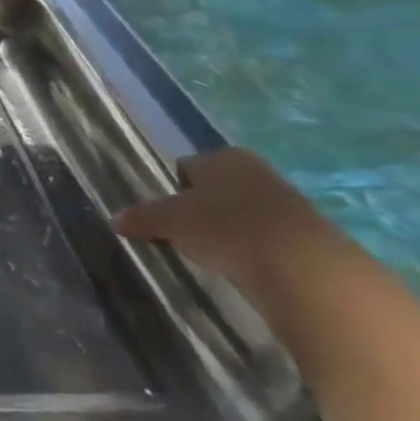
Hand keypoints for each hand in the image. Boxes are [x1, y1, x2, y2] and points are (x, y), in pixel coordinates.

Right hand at [112, 148, 350, 292]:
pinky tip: (242, 262)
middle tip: (184, 233)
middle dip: (201, 206)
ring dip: (227, 226)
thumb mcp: (170, 221)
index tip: (164, 214)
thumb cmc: (224, 227)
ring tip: (212, 251)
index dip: (172, 188)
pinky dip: (250, 244)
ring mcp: (284, 198)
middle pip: (216, 186)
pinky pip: (264, 232)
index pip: (186, 167)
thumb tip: (114, 219)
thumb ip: (142, 217)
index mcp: (221, 156)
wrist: (300, 264)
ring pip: (241, 209)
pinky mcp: (305, 229)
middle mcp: (254, 168)